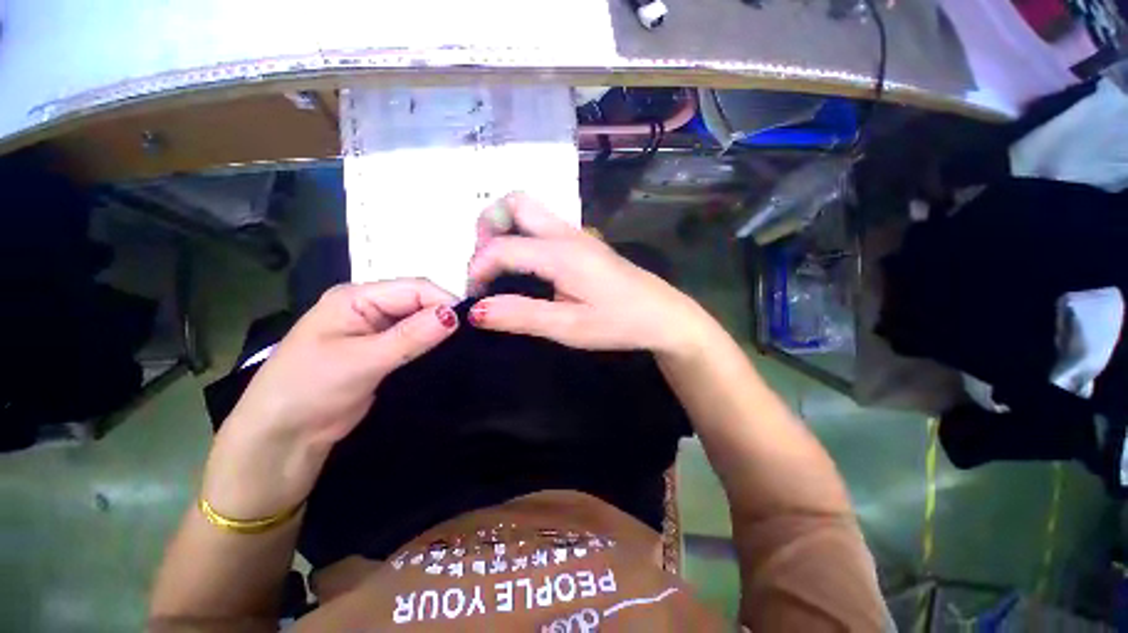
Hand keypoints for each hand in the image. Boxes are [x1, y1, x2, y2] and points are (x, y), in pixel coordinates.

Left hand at [203, 280, 458, 517]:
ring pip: (419, 322)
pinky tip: (449, 352)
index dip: (443, 301)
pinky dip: (431, 345)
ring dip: (440, 331)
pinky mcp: (382, 352)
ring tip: (468, 342)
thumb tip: (454, 315)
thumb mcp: (361, 361)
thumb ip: (410, 337)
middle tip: (473, 334)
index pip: (413, 288)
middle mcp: (368, 308)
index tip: (471, 323)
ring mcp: (376, 331)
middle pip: (418, 302)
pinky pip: (415, 341)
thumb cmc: (308, 390)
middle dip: (444, 315)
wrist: (282, 439)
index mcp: (356, 297)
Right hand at [466, 192, 709, 356]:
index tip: (473, 297)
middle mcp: (567, 234)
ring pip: (530, 209)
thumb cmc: (619, 323)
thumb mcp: (568, 328)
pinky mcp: (584, 242)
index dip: (477, 268)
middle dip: (488, 227)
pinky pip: (543, 224)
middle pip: (515, 202)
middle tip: (485, 264)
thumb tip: (475, 311)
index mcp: (561, 254)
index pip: (502, 247)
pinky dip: (522, 234)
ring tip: (500, 264)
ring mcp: (578, 234)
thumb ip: (521, 316)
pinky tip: (526, 264)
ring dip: (505, 228)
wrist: (663, 315)